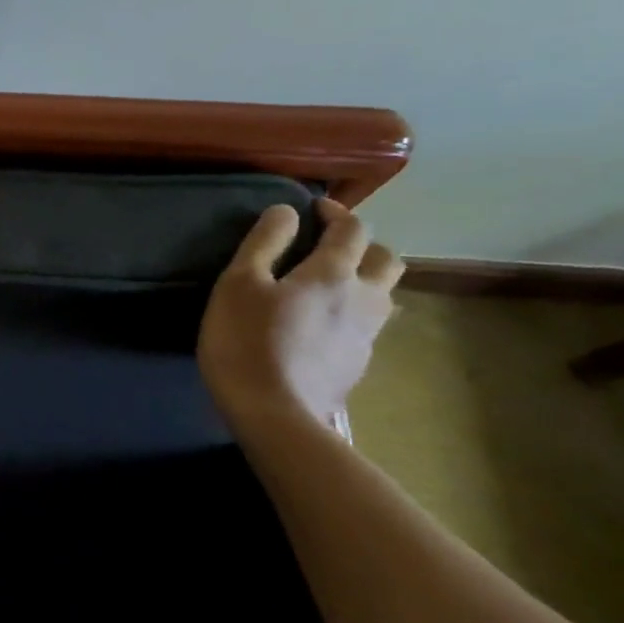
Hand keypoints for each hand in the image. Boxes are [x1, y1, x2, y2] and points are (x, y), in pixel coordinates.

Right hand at [197, 198, 403, 426]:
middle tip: (327, 247)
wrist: (274, 413)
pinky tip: (323, 324)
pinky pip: (369, 324)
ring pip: (384, 293)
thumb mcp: (238, 284)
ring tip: (330, 284)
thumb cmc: (246, 341)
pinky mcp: (359, 363)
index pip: (350, 229)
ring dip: (365, 279)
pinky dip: (353, 311)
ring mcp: (367, 334)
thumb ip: (263, 243)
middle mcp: (363, 298)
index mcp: (333, 273)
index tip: (311, 209)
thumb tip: (285, 212)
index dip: (334, 212)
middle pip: (385, 259)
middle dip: (362, 245)